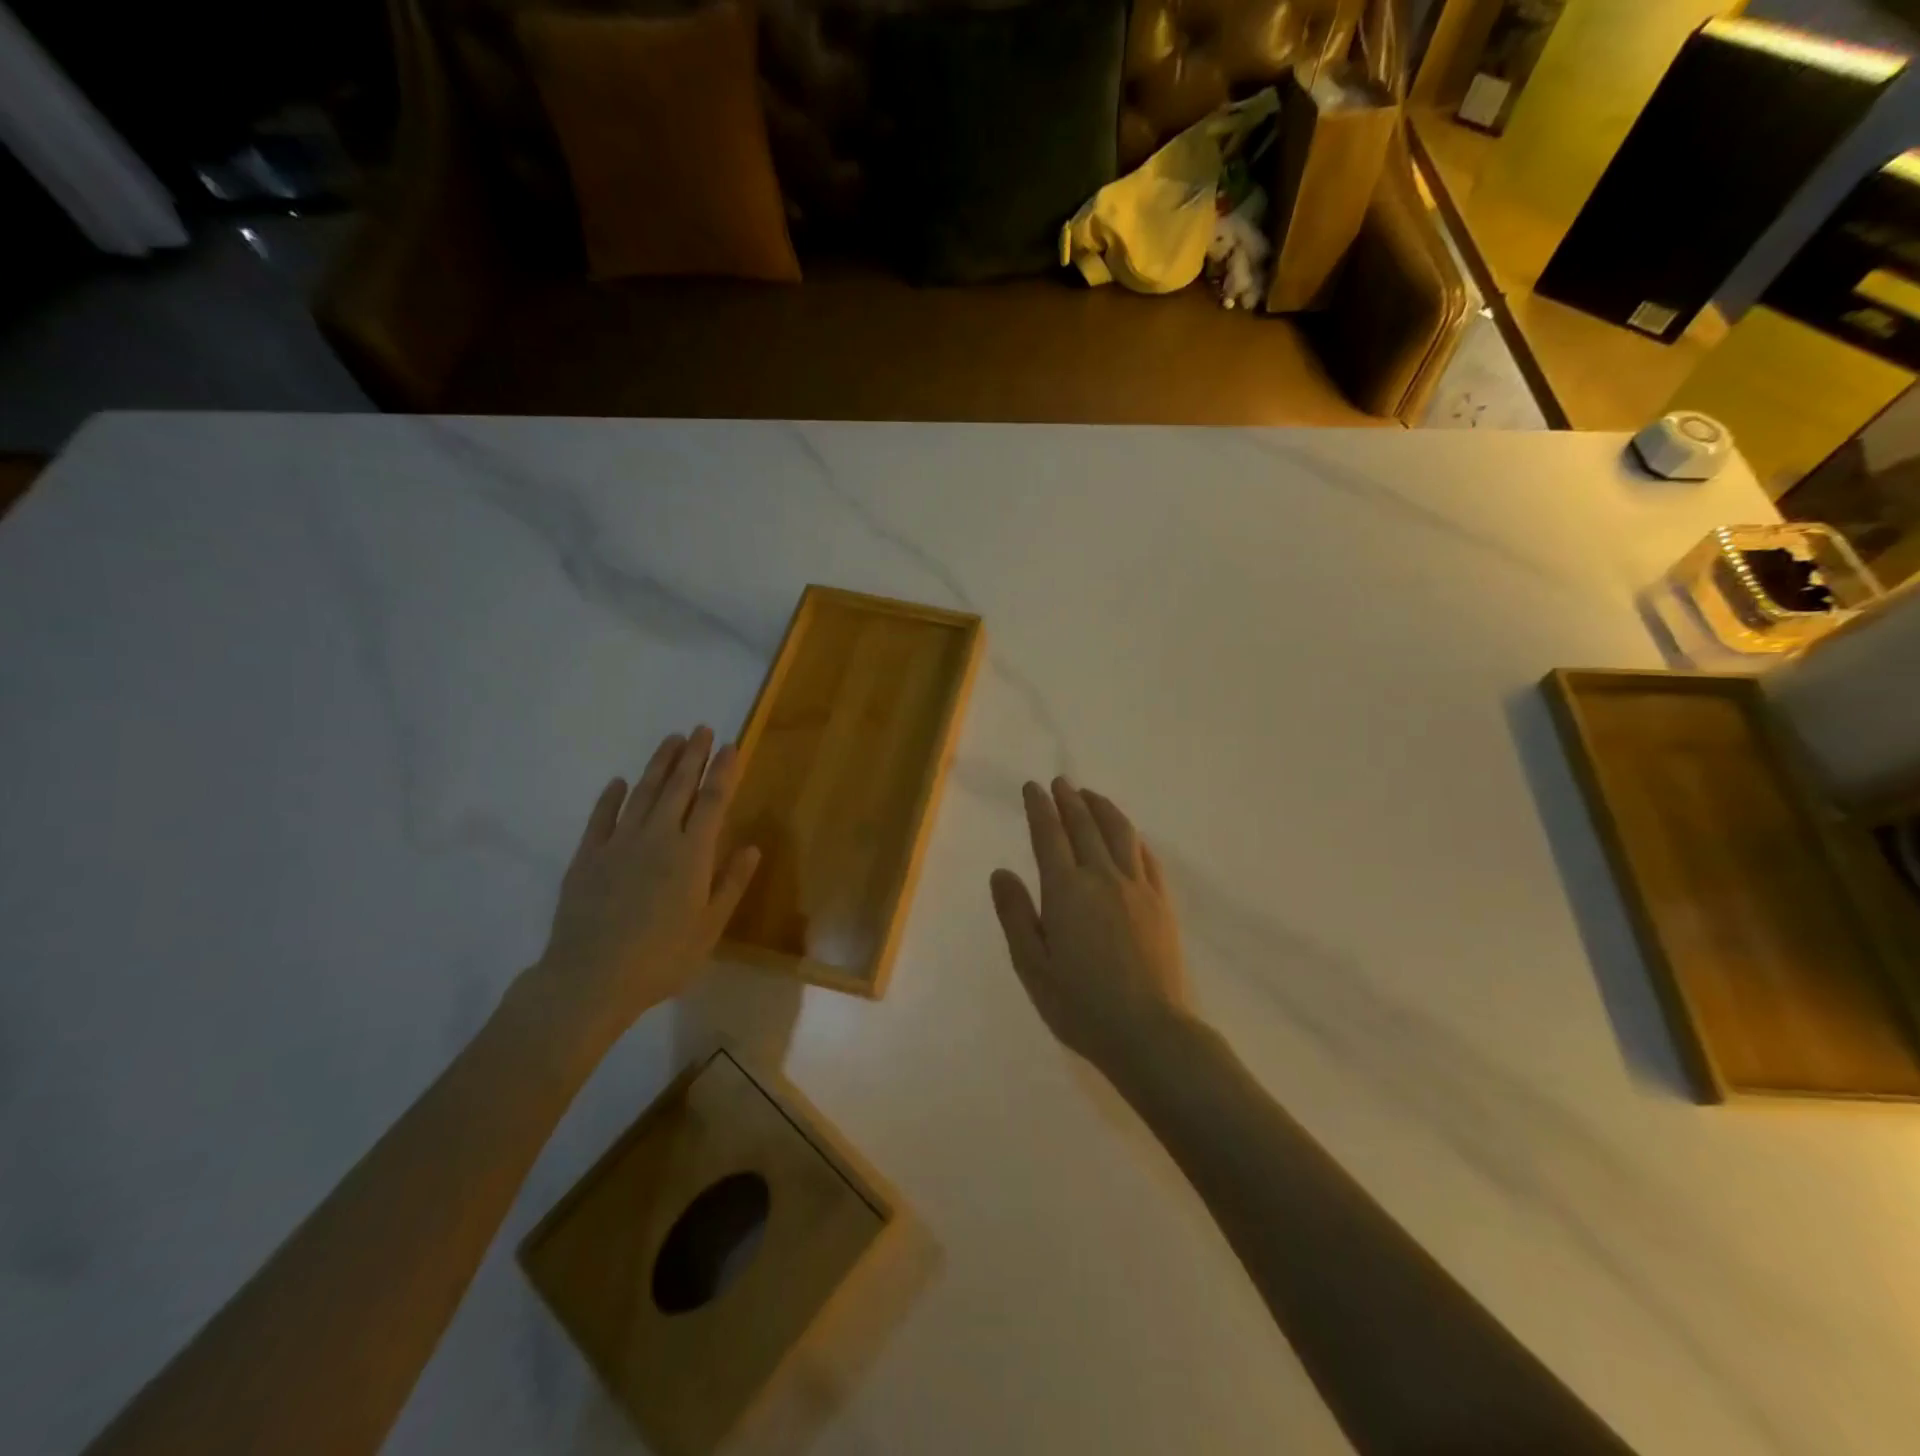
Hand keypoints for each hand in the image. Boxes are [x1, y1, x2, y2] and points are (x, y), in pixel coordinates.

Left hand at [523, 727, 759, 1057]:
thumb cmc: (662, 958)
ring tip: (671, 740)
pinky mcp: (587, 857)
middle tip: (701, 729)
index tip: (730, 746)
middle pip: (678, 787)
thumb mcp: (710, 927)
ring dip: (659, 765)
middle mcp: (657, 837)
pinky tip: (619, 783)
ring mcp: (618, 843)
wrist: (591, 979)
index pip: (712, 801)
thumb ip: (731, 884)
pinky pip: (601, 818)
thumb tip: (751, 847)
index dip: (723, 771)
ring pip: (643, 793)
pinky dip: (611, 797)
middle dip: (692, 756)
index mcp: (691, 853)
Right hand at [990, 778, 1191, 1077]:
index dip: (1039, 808)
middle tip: (1060, 782)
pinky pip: (1147, 858)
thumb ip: (1016, 915)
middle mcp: (1102, 878)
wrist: (1148, 1033)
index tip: (1033, 787)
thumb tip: (1001, 872)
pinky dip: (1133, 838)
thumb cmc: (1080, 1005)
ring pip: (1120, 833)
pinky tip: (1129, 836)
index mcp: (1066, 891)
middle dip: (1070, 800)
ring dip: (1103, 809)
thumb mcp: (1032, 966)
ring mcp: (1137, 888)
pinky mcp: (1162, 904)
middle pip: (1085, 826)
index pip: (1049, 835)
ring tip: (1091, 796)